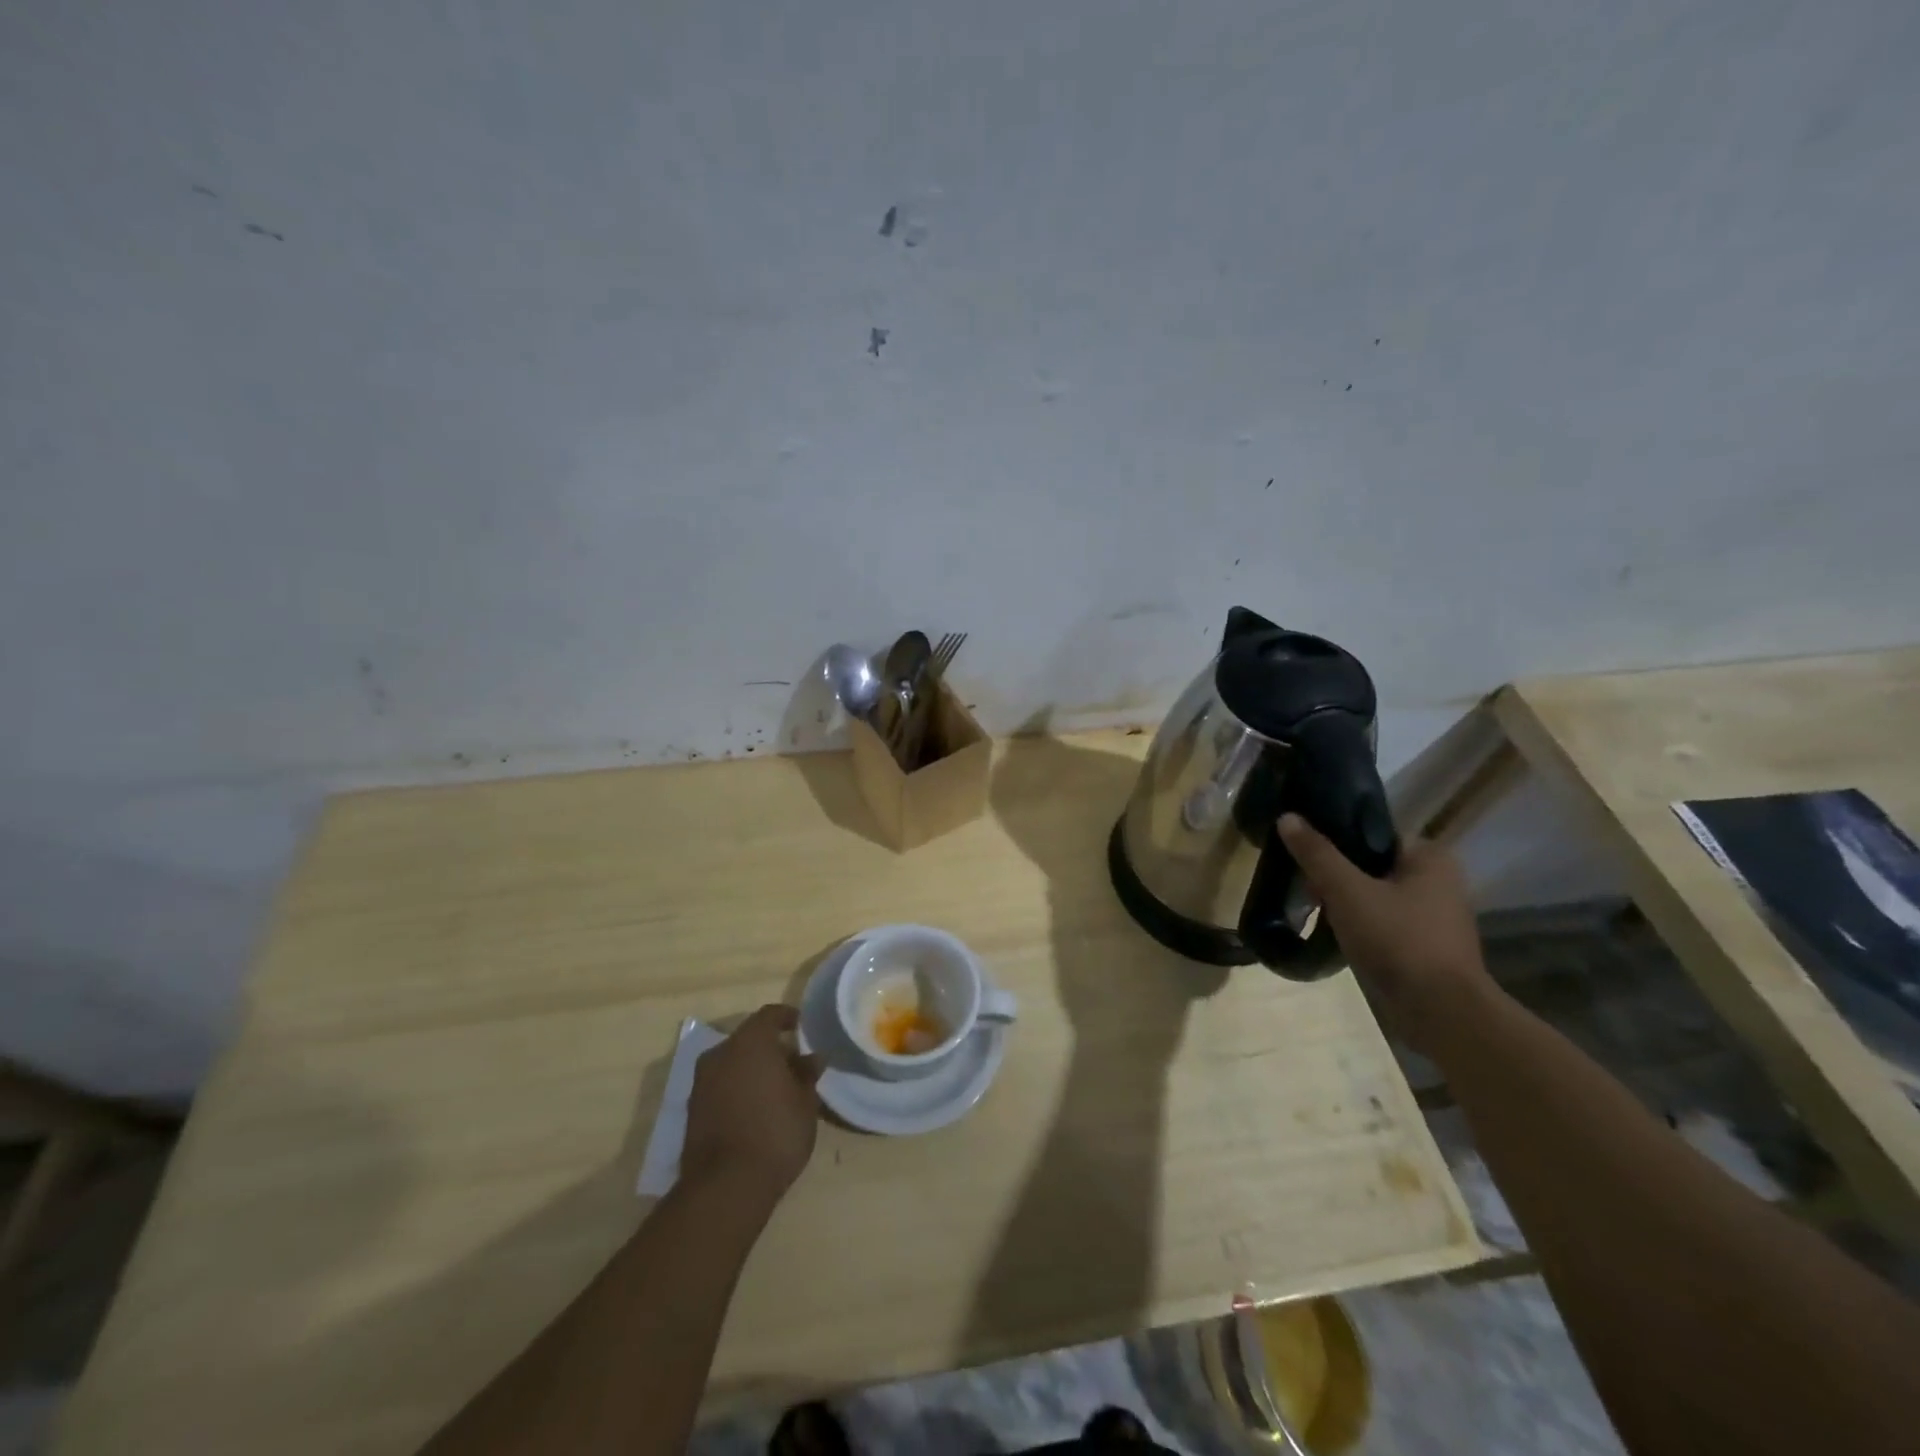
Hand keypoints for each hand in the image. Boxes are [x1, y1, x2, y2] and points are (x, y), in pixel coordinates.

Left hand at [682, 1005, 823, 1202]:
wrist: (726, 1186)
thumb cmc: (776, 1133)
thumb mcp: (805, 1102)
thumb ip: (807, 1074)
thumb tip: (812, 1058)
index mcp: (751, 1041)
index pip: (770, 1014)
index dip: (788, 1017)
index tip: (802, 1028)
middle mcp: (721, 1053)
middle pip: (749, 1038)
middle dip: (771, 1046)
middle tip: (795, 1063)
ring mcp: (702, 1081)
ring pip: (733, 1061)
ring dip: (753, 1068)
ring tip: (777, 1088)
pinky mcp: (693, 1108)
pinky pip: (721, 1084)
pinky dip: (738, 1087)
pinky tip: (756, 1107)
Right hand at [1278, 814, 1495, 1048]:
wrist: (1440, 1012)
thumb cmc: (1398, 939)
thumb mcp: (1347, 890)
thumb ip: (1317, 853)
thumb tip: (1288, 817)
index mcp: (1429, 857)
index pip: (1372, 832)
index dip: (1335, 840)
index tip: (1305, 854)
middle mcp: (1439, 880)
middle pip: (1371, 864)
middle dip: (1336, 875)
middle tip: (1306, 887)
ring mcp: (1435, 916)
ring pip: (1375, 894)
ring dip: (1345, 902)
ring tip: (1315, 910)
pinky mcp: (1426, 946)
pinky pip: (1384, 922)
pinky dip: (1360, 924)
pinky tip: (1337, 934)